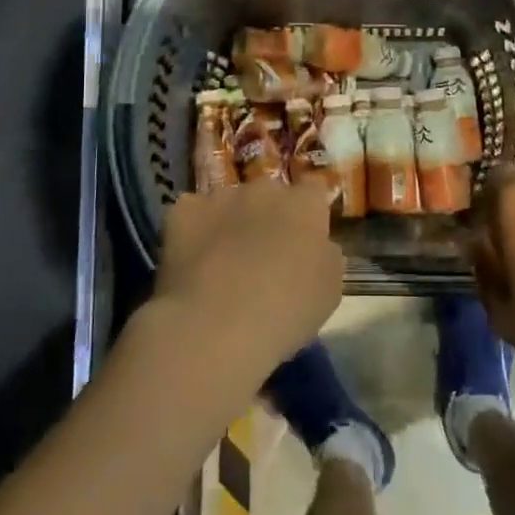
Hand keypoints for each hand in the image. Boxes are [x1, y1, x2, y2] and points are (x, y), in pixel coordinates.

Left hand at [156, 183, 343, 384]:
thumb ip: (326, 255)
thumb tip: (317, 246)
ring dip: (230, 222)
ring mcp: (220, 197)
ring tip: (222, 262)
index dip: (309, 212)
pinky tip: (193, 261)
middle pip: (270, 194)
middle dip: (268, 216)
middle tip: (262, 254)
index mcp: (304, 205)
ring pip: (229, 203)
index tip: (304, 238)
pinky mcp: (183, 210)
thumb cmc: (285, 311)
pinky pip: (192, 213)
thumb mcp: (330, 289)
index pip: (313, 190)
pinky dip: (194, 231)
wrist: (215, 325)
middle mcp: (264, 189)